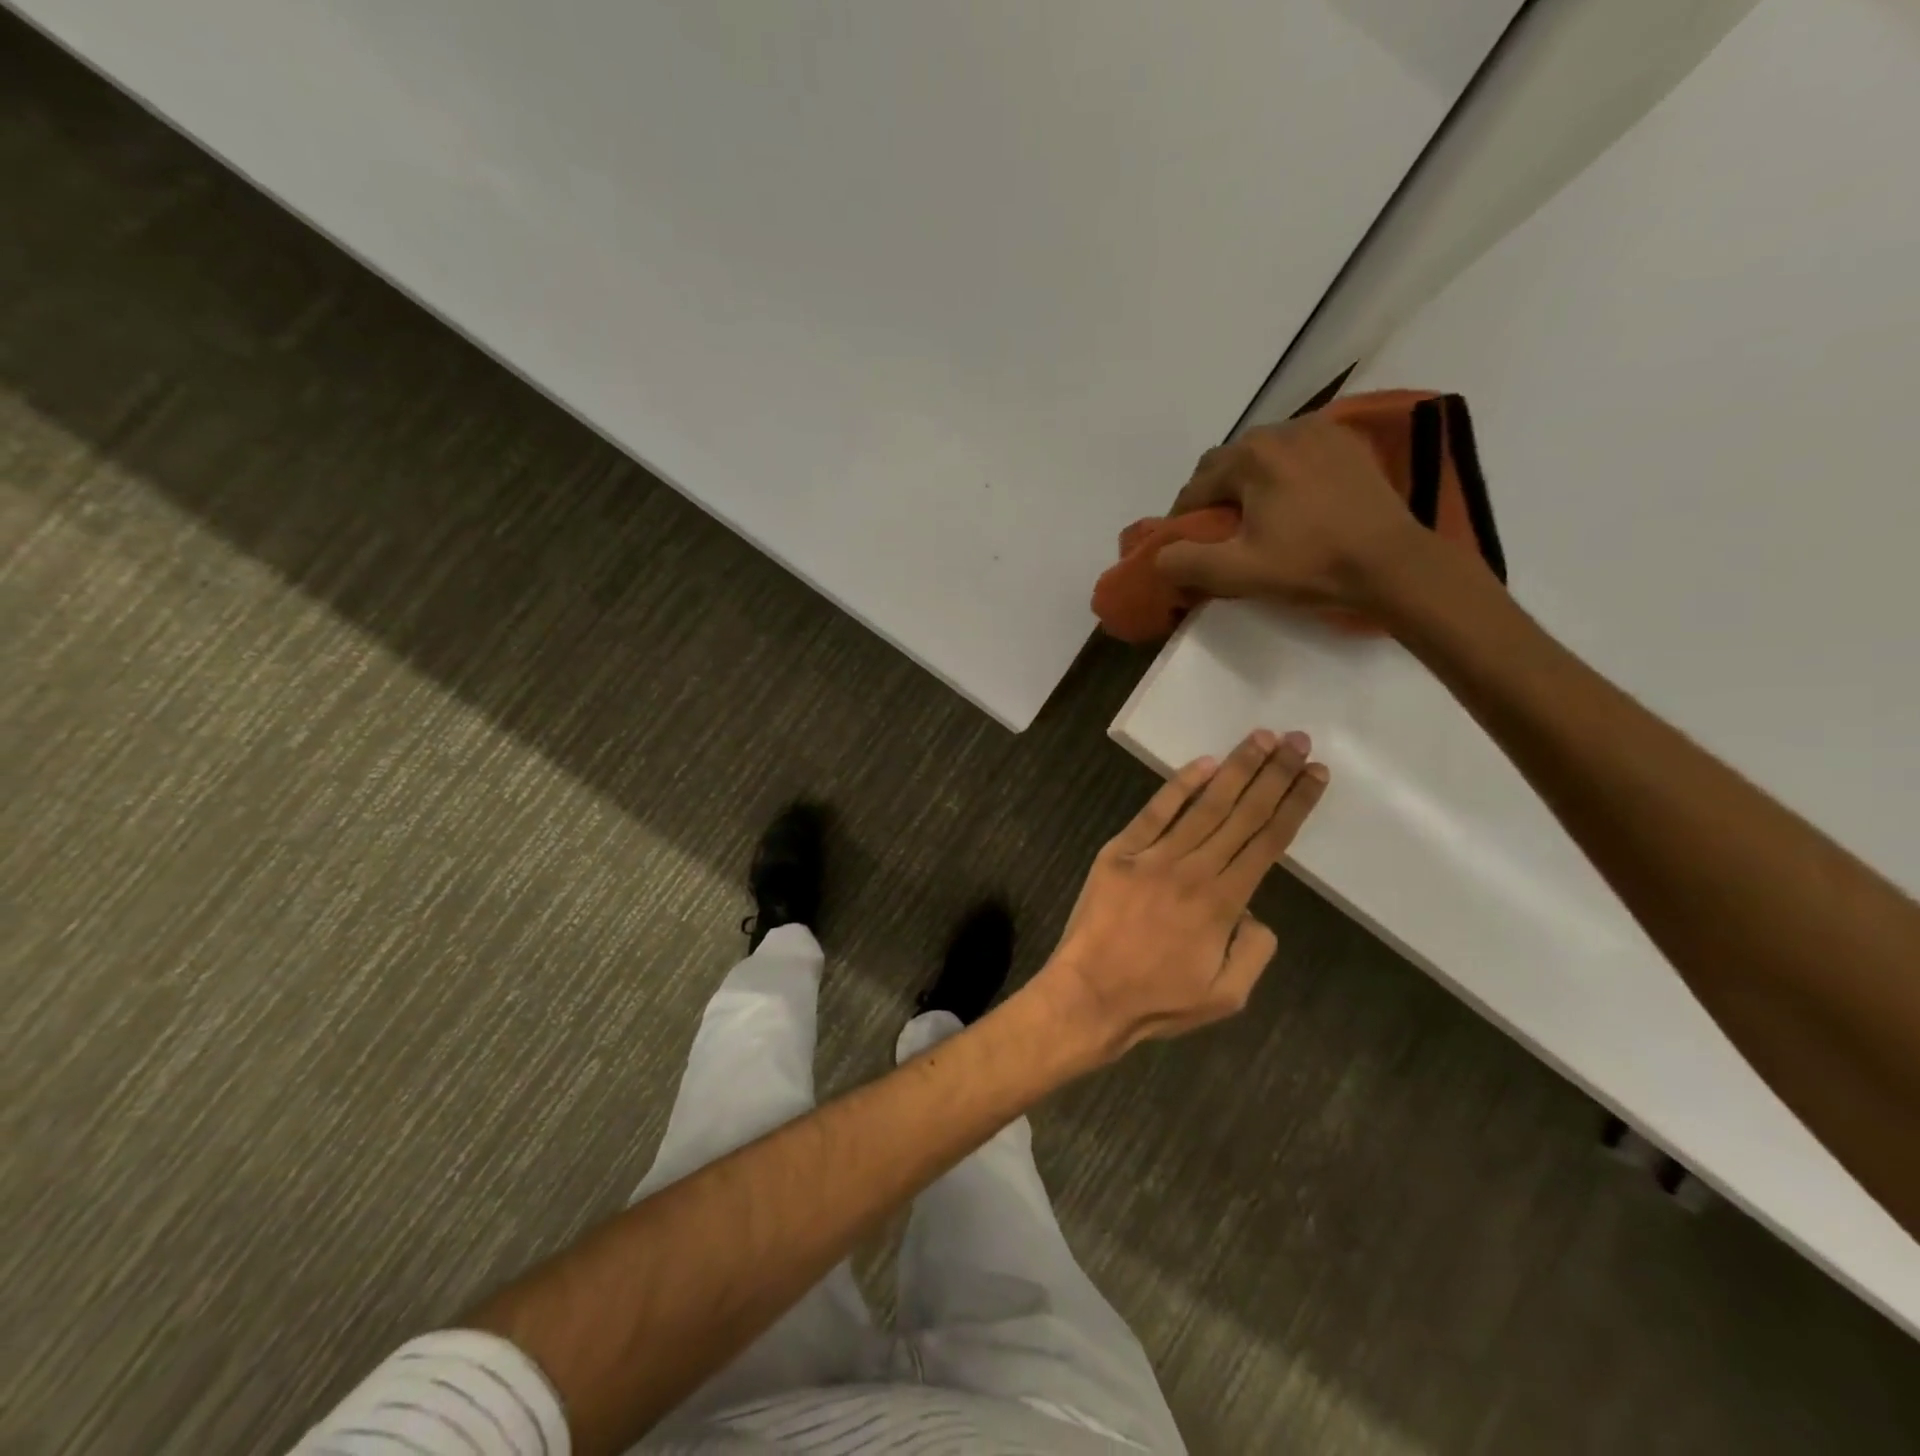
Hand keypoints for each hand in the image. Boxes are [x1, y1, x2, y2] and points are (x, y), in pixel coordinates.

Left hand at [1031, 730, 1327, 1062]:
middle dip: (1274, 775)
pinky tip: (1203, 763)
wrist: (1089, 995)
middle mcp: (1193, 871)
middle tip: (1297, 739)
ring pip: (1204, 806)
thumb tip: (1255, 911)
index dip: (1294, 805)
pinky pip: (1153, 812)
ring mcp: (1153, 857)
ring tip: (1261, 739)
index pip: (1268, 842)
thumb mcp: (1228, 996)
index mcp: (1223, 904)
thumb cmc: (1158, 999)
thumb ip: (1255, 950)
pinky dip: (1178, 786)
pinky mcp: (1119, 852)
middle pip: (1242, 814)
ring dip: (1236, 769)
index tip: (1315, 774)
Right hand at [1155, 416, 1426, 611]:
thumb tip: (1159, 556)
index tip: (1185, 546)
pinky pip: (1297, 450)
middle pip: (1227, 462)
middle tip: (1218, 532)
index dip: (1183, 518)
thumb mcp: (1238, 573)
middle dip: (1214, 494)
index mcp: (1251, 457)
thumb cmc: (1311, 565)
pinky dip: (1283, 472)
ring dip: (1248, 480)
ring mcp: (1319, 431)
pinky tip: (1292, 500)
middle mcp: (1281, 430)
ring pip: (1262, 453)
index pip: (1196, 485)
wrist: (1392, 563)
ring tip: (1255, 515)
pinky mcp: (1347, 442)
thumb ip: (1186, 563)